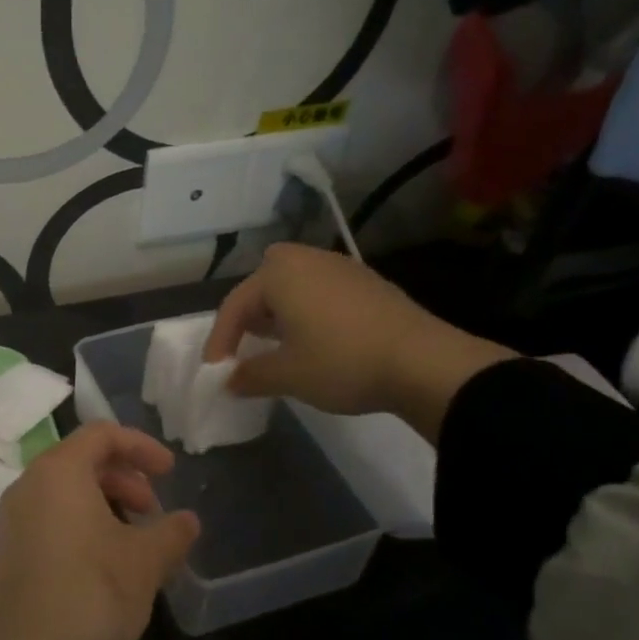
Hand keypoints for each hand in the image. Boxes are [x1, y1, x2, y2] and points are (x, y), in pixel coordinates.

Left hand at [0, 423, 198, 639]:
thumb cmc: (89, 597)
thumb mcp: (144, 563)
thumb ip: (171, 532)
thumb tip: (187, 521)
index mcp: (57, 473)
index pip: (101, 434)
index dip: (141, 446)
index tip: (171, 473)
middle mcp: (27, 486)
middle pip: (80, 460)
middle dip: (124, 477)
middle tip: (153, 510)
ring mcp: (11, 521)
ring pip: (64, 492)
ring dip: (104, 503)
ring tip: (135, 540)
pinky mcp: (7, 553)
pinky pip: (49, 518)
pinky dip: (81, 524)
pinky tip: (105, 563)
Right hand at [204, 242, 515, 438]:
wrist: (423, 362)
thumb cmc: (341, 362)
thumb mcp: (287, 375)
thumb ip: (249, 375)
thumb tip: (228, 380)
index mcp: (279, 273)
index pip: (235, 305)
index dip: (220, 340)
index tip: (215, 371)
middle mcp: (307, 259)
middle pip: (264, 282)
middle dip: (251, 312)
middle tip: (247, 343)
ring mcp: (342, 267)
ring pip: (295, 285)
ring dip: (280, 311)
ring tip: (279, 345)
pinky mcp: (368, 282)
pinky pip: (322, 291)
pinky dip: (309, 311)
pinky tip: (317, 341)